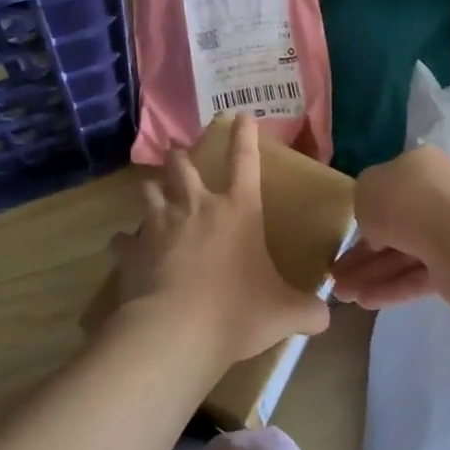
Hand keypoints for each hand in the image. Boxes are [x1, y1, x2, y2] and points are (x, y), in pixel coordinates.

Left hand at [110, 115, 329, 366]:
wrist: (175, 332)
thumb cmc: (236, 311)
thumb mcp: (283, 313)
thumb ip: (308, 311)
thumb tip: (325, 317)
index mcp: (238, 210)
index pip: (245, 161)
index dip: (245, 136)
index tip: (241, 116)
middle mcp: (197, 207)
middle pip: (183, 167)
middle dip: (181, 157)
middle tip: (178, 154)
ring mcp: (160, 225)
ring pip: (148, 191)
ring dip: (151, 190)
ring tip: (151, 191)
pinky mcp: (132, 250)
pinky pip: (124, 239)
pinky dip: (126, 241)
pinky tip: (125, 246)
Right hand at [332, 145, 449, 310]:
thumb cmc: (403, 201)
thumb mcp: (365, 189)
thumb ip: (364, 203)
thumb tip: (375, 225)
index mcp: (420, 165)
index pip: (389, 186)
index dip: (365, 211)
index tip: (346, 234)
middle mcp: (438, 194)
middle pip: (395, 225)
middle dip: (363, 253)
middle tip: (336, 275)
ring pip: (404, 253)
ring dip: (371, 274)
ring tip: (342, 296)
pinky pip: (418, 275)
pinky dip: (392, 287)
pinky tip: (364, 302)